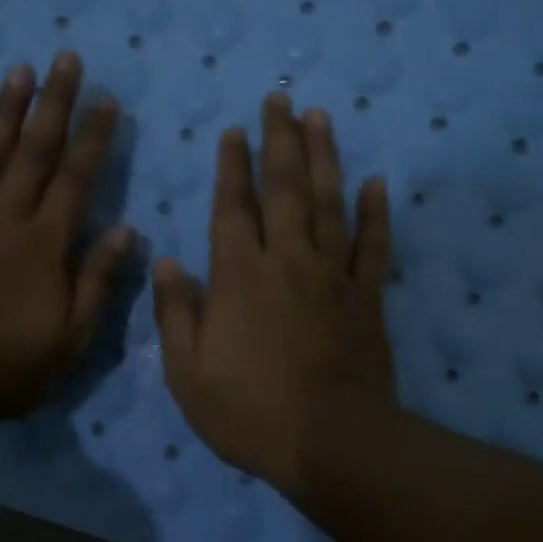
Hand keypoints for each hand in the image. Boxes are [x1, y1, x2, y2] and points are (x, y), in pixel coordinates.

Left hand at [0, 52, 133, 418]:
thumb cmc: (10, 368)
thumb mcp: (71, 338)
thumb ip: (97, 281)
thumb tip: (126, 231)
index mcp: (45, 246)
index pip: (76, 180)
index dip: (94, 139)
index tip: (107, 101)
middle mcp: (5, 222)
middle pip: (33, 154)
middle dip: (53, 104)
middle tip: (64, 58)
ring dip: (5, 115)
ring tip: (18, 72)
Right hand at [152, 95, 396, 496]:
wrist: (329, 442)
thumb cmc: (249, 412)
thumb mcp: (187, 373)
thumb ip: (174, 313)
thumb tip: (164, 261)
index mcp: (238, 276)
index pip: (233, 207)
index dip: (232, 167)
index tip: (234, 132)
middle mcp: (287, 261)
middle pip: (285, 189)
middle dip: (280, 141)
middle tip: (280, 99)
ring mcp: (333, 276)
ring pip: (329, 203)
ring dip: (324, 157)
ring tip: (319, 117)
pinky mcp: (368, 297)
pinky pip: (375, 246)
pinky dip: (377, 212)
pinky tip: (377, 182)